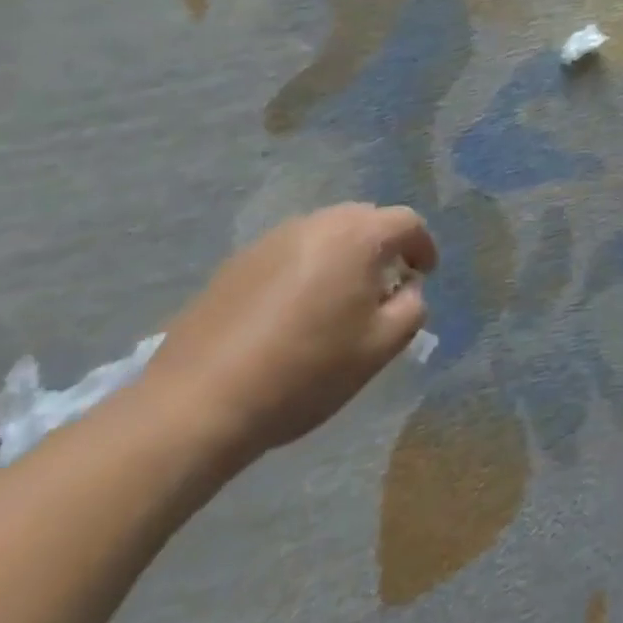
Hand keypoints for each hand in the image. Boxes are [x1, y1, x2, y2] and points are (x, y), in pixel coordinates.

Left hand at [145, 203, 436, 466]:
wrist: (198, 403)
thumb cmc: (305, 371)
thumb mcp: (378, 348)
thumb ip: (411, 309)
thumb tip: (408, 290)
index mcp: (358, 236)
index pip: (407, 222)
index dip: (423, 246)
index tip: (424, 275)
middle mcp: (317, 223)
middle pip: (364, 220)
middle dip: (382, 246)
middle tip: (384, 287)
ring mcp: (272, 239)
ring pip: (324, 234)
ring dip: (341, 256)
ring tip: (337, 300)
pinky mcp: (236, 263)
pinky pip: (288, 253)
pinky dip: (304, 270)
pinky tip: (292, 314)